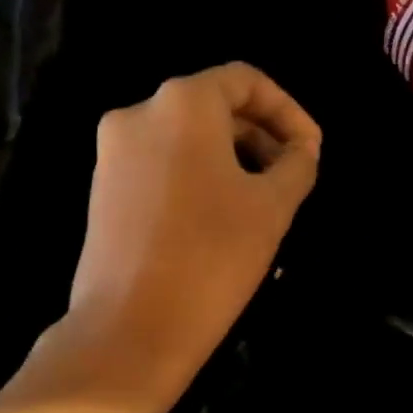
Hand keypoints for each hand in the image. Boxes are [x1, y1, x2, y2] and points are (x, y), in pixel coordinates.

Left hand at [51, 62, 320, 412]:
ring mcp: (112, 154)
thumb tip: (300, 150)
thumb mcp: (272, 208)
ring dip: (231, 160)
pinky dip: (197, 178)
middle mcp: (138, 114)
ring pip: (185, 140)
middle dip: (260, 137)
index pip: (245, 81)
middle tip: (291, 179)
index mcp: (181, 103)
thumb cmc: (211, 258)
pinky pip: (160, 166)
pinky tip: (220, 219)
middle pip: (212, 107)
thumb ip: (296, 164)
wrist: (129, 330)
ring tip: (261, 204)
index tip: (310, 152)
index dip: (287, 111)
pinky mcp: (102, 190)